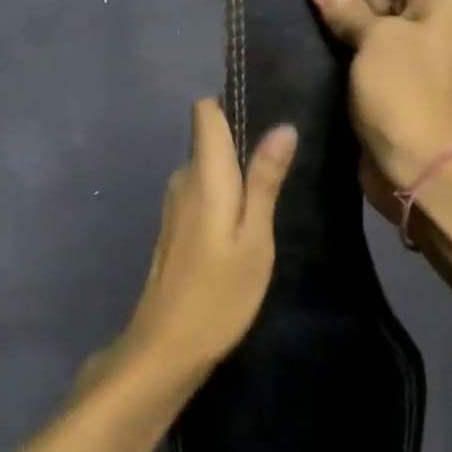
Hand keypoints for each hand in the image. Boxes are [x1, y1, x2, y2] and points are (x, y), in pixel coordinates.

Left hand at [104, 99, 296, 381]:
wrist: (167, 346)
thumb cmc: (220, 293)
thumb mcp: (255, 237)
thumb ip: (265, 181)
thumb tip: (282, 127)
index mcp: (203, 175)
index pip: (205, 113)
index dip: (230, 105)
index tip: (265, 114)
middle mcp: (182, 181)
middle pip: (207, 139)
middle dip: (241, 141)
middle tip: (284, 162)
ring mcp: (173, 206)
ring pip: (205, 168)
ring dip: (234, 173)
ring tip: (272, 190)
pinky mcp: (173, 229)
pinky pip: (201, 193)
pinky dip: (223, 196)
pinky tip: (245, 221)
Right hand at [307, 0, 451, 212]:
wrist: (421, 170)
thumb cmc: (405, 95)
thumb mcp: (376, 41)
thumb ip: (346, 5)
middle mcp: (430, 14)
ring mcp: (410, 48)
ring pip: (365, 19)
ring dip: (333, 18)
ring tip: (283, 6)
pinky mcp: (390, 77)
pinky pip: (361, 50)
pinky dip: (336, 46)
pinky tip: (298, 38)